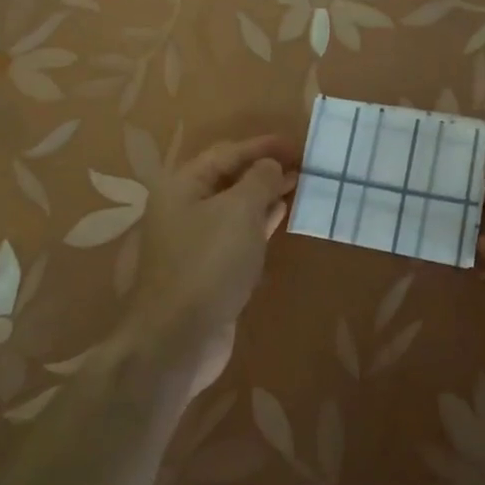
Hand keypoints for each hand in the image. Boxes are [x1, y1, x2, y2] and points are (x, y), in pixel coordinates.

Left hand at [129, 135, 296, 395]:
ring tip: (300, 185)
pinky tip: (282, 215)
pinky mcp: (209, 268)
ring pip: (236, 206)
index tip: (298, 145)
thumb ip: (260, 180)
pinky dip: (261, 221)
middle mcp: (184, 208)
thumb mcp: (239, 210)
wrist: (179, 338)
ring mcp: (195, 240)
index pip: (227, 152)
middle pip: (229, 178)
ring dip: (266, 195)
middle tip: (304, 165)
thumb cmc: (209, 263)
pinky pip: (238, 233)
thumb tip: (271, 166)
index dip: (263, 146)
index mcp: (182, 185)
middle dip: (265, 169)